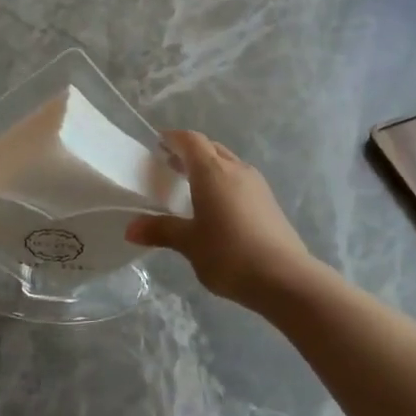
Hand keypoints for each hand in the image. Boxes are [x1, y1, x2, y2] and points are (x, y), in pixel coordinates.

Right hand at [125, 131, 316, 307]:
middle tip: (169, 165)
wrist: (284, 276)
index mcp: (212, 171)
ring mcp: (256, 184)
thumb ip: (161, 231)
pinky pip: (240, 180)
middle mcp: (236, 169)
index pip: (191, 141)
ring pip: (228, 163)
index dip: (174, 138)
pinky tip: (217, 207)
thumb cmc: (229, 254)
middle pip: (211, 149)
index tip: (158, 142)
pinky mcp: (269, 201)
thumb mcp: (189, 243)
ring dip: (208, 168)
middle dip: (190, 152)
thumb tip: (131, 229)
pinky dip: (223, 183)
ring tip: (190, 186)